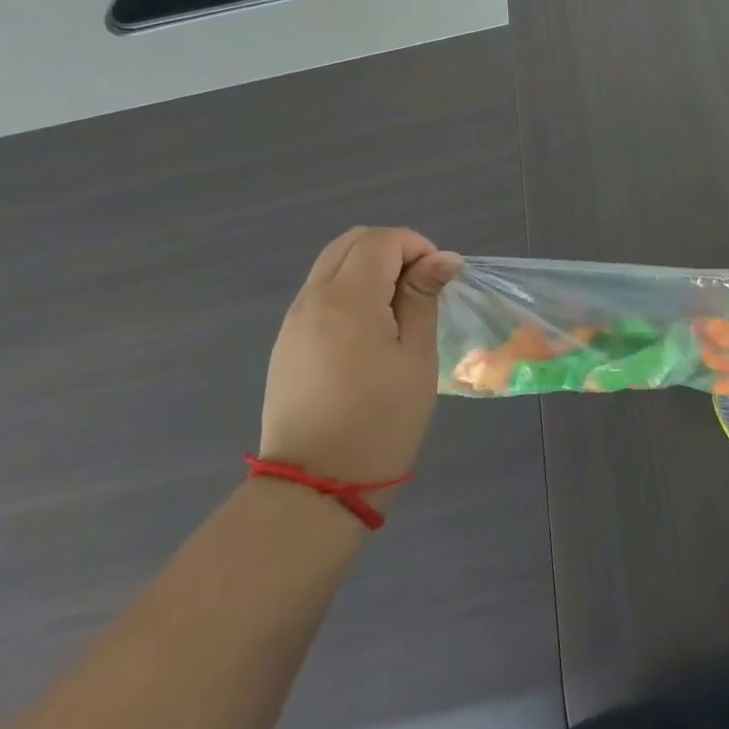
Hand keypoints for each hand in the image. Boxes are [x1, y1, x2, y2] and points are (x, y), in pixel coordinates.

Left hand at [260, 227, 463, 492]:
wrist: (315, 488)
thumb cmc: (380, 420)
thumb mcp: (416, 356)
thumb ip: (423, 297)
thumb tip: (442, 258)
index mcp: (347, 298)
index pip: (381, 240)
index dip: (416, 246)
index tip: (439, 278)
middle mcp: (313, 299)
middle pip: (351, 242)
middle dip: (392, 249)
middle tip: (421, 285)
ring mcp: (294, 321)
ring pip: (332, 264)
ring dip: (369, 267)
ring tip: (398, 306)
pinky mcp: (287, 344)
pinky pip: (320, 292)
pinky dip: (349, 289)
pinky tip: (370, 328)